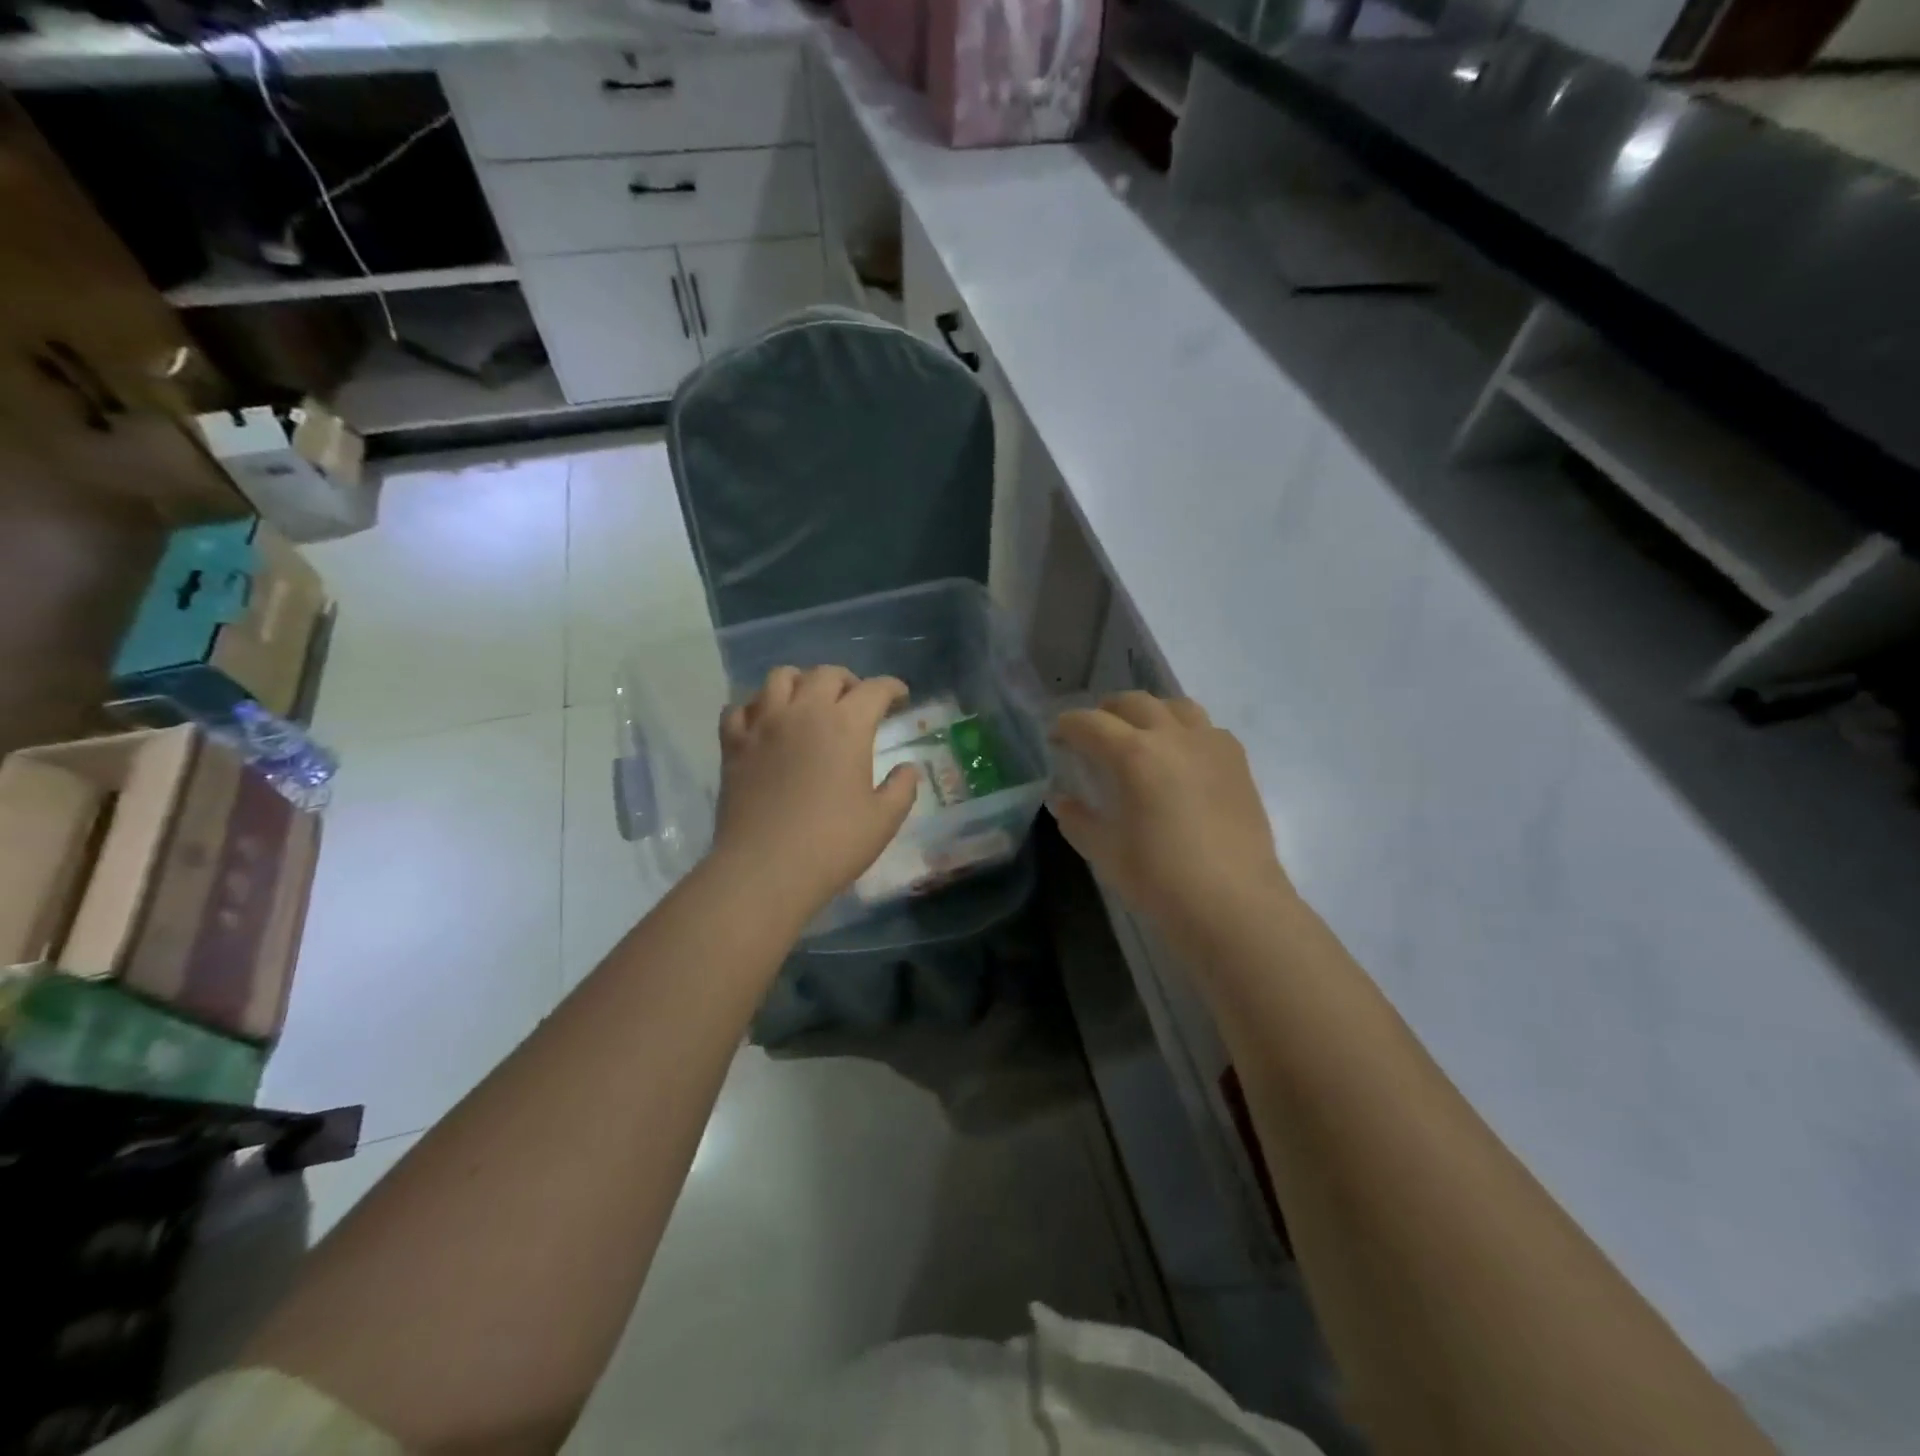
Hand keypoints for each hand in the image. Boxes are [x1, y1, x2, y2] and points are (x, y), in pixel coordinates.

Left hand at [710, 665, 919, 922]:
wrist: (765, 870)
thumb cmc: (832, 844)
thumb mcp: (884, 820)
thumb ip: (902, 787)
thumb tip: (908, 768)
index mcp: (847, 725)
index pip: (875, 689)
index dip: (892, 689)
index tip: (901, 699)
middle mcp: (804, 712)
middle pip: (826, 674)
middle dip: (848, 681)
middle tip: (857, 701)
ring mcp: (763, 725)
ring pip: (780, 678)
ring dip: (801, 682)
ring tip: (809, 702)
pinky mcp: (733, 744)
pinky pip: (739, 708)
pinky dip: (756, 707)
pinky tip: (765, 723)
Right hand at [1051, 692, 1293, 932]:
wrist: (1234, 905)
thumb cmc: (1160, 879)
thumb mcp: (1106, 852)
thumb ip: (1078, 819)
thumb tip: (1061, 800)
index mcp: (1134, 754)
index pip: (1090, 723)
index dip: (1067, 726)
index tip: (1055, 737)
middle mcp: (1173, 736)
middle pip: (1133, 703)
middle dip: (1106, 711)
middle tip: (1093, 733)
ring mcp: (1211, 745)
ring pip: (1176, 706)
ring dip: (1150, 712)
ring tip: (1140, 734)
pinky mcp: (1238, 762)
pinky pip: (1207, 728)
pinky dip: (1185, 730)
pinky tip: (1181, 757)